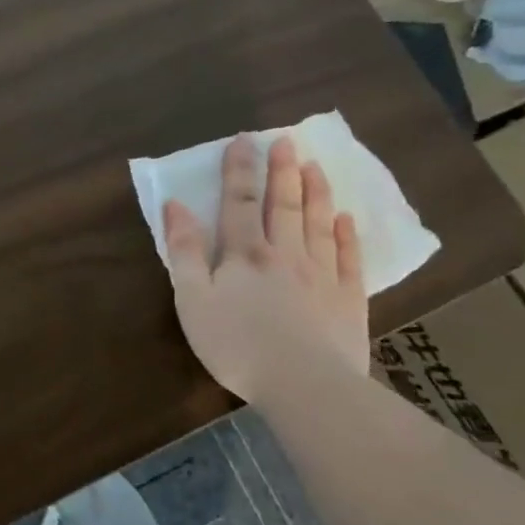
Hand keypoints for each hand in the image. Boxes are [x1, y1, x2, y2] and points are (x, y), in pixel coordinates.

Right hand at [163, 134, 368, 401]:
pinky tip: (347, 220)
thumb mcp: (192, 299)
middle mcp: (285, 254)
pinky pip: (349, 259)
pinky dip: (348, 236)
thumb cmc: (236, 343)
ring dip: (316, 193)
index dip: (239, 170)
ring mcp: (321, 275)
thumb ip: (184, 251)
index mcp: (244, 253)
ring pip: (319, 224)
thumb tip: (175, 206)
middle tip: (286, 141)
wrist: (304, 384)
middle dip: (282, 171)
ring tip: (316, 167)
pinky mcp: (348, 300)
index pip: (240, 202)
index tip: (243, 140)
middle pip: (284, 205)